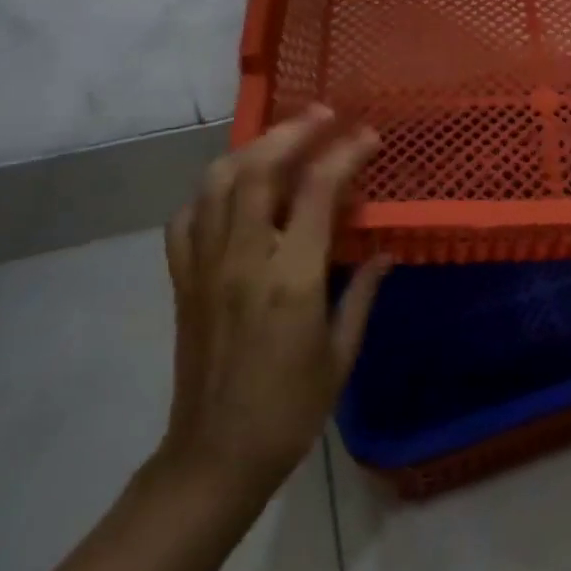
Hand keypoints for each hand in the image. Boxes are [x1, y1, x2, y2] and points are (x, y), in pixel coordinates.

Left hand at [155, 106, 390, 501]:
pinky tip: (231, 190)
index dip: (345, 153)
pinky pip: (187, 218)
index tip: (369, 136)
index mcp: (290, 279)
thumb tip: (387, 252)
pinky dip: (210, 191)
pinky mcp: (183, 280)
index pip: (316, 191)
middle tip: (324, 114)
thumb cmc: (290, 411)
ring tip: (281, 138)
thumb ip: (362, 293)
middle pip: (259, 169)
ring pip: (216, 183)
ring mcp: (205, 267)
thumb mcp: (341, 355)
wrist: (215, 457)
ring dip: (251, 149)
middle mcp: (243, 260)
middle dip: (293, 131)